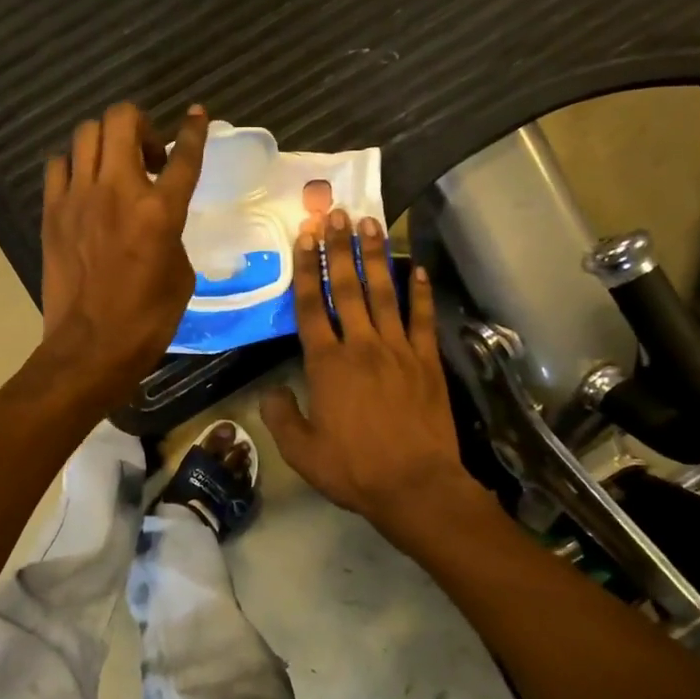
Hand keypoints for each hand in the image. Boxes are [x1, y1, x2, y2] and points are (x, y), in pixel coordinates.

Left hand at [37, 102, 207, 408]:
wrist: (90, 347)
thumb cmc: (147, 320)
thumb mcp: (181, 275)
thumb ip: (172, 232)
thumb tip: (157, 217)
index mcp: (160, 211)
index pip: (184, 155)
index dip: (194, 130)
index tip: (196, 115)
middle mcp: (117, 191)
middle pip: (122, 119)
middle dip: (140, 126)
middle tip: (148, 156)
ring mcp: (78, 198)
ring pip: (86, 133)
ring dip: (106, 142)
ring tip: (114, 168)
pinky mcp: (52, 211)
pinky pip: (59, 164)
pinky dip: (74, 166)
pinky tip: (84, 187)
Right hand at [261, 212, 480, 545]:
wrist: (415, 486)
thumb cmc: (353, 469)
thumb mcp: (301, 451)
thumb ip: (281, 416)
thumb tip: (272, 392)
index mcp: (326, 364)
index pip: (312, 306)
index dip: (307, 268)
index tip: (305, 236)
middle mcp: (361, 346)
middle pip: (349, 287)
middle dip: (340, 248)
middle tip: (337, 212)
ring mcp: (398, 350)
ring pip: (385, 293)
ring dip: (376, 257)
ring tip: (371, 224)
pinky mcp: (427, 362)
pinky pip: (422, 319)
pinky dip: (420, 292)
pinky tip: (417, 268)